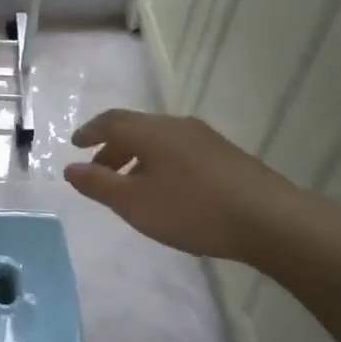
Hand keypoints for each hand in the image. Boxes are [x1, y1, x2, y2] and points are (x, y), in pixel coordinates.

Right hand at [64, 110, 303, 262]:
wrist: (270, 220)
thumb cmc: (192, 209)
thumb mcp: (134, 203)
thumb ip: (98, 184)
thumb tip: (70, 168)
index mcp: (150, 131)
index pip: (110, 121)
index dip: (89, 132)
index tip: (76, 145)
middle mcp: (176, 125)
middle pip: (135, 128)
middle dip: (112, 148)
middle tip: (99, 171)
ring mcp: (205, 138)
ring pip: (159, 140)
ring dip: (137, 157)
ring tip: (131, 186)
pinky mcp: (225, 155)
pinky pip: (179, 150)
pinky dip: (160, 163)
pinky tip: (167, 190)